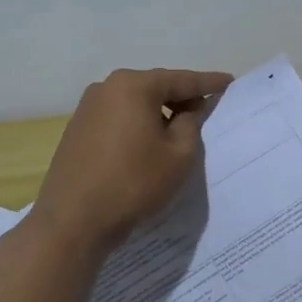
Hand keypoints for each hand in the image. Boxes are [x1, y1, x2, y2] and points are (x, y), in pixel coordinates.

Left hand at [32, 68, 232, 253]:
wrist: (72, 222)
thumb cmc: (133, 183)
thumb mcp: (179, 155)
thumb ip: (191, 124)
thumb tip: (190, 111)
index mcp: (134, 86)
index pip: (181, 80)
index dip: (208, 83)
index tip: (229, 82)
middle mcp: (106, 88)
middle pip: (155, 87)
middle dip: (181, 98)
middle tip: (206, 110)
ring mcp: (87, 108)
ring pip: (135, 103)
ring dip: (158, 113)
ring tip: (179, 131)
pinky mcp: (76, 130)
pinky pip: (118, 118)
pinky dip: (137, 125)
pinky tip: (148, 144)